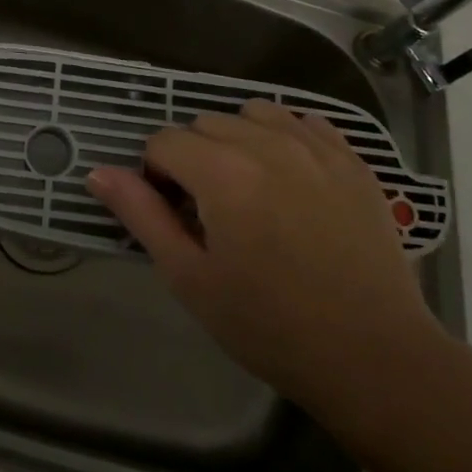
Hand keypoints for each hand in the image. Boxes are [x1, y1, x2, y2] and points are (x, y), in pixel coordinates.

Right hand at [87, 99, 440, 408]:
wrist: (373, 357)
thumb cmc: (270, 326)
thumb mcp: (191, 279)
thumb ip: (142, 216)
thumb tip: (98, 172)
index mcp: (222, 173)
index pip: (164, 142)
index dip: (157, 176)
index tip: (175, 216)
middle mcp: (266, 143)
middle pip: (205, 124)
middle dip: (195, 158)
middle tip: (212, 212)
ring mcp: (314, 146)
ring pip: (253, 113)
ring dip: (239, 139)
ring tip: (252, 189)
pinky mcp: (351, 158)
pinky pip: (304, 121)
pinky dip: (287, 137)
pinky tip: (293, 178)